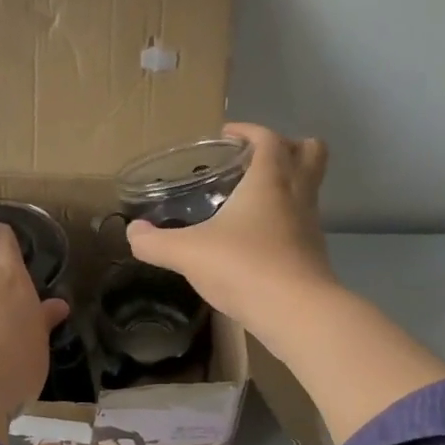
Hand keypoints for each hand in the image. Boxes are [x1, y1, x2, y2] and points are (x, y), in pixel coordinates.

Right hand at [126, 123, 335, 340]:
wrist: (297, 313)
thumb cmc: (244, 267)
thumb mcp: (188, 253)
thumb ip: (155, 242)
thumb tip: (132, 232)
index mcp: (270, 180)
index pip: (268, 138)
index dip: (248, 130)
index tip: (226, 136)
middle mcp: (297, 195)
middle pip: (310, 152)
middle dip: (287, 146)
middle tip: (253, 160)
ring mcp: (310, 225)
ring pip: (309, 189)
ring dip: (287, 184)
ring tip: (251, 200)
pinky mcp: (313, 254)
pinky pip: (301, 222)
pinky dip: (284, 220)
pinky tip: (256, 239)